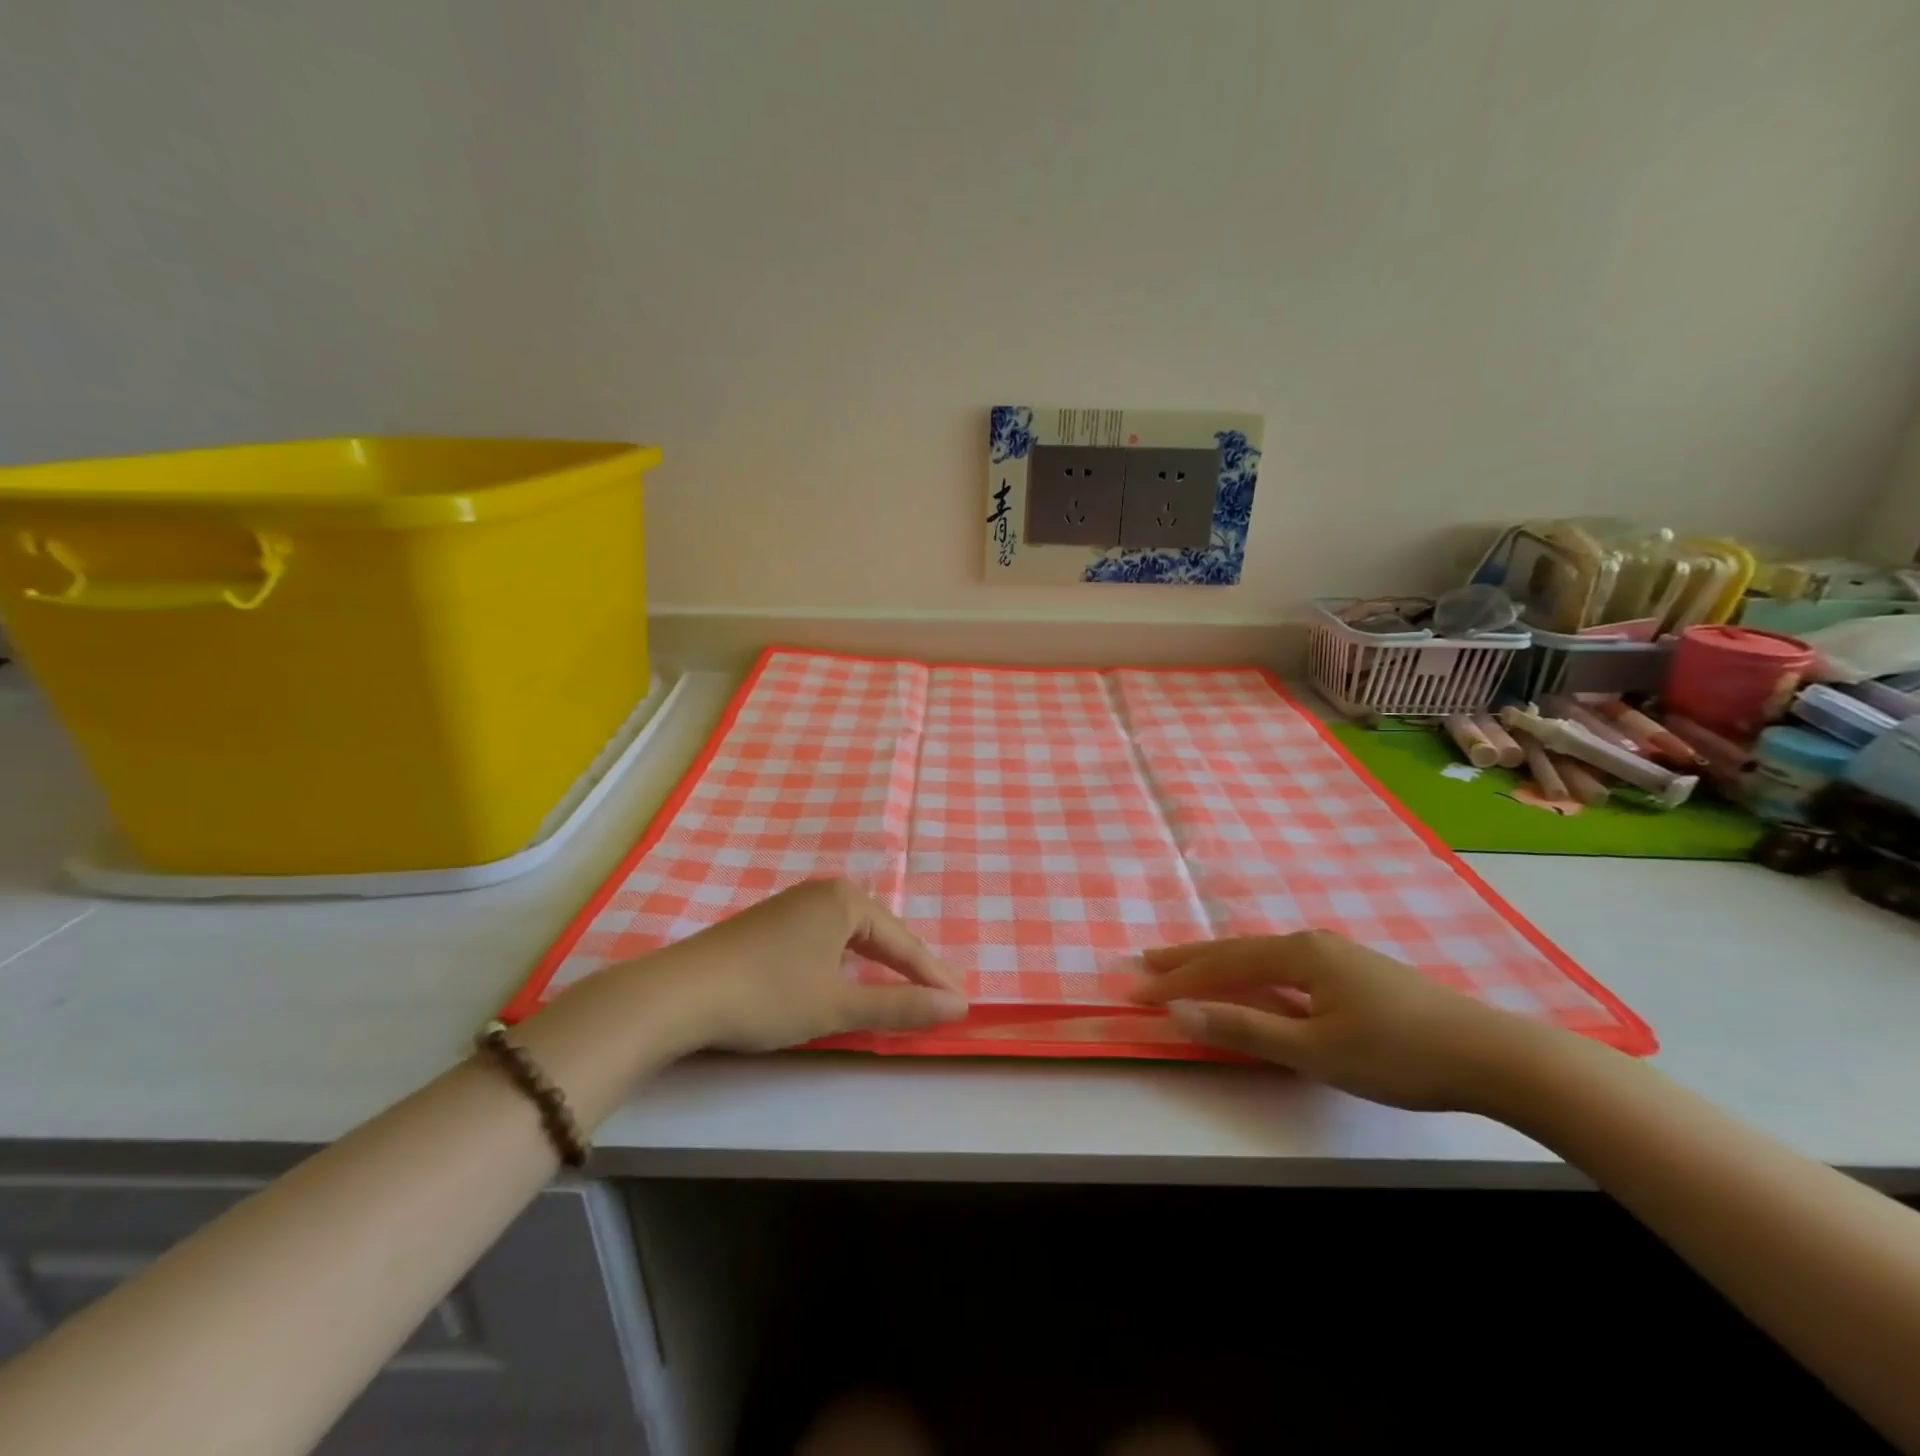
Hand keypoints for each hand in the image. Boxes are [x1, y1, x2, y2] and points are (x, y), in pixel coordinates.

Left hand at [663, 879, 968, 1052]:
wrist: (679, 994)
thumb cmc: (767, 995)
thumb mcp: (838, 1005)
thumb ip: (899, 1005)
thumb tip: (957, 1007)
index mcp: (845, 900)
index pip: (903, 942)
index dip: (932, 977)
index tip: (961, 1004)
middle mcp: (822, 892)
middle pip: (880, 933)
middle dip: (909, 967)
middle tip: (938, 998)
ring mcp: (793, 905)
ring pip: (852, 936)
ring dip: (878, 964)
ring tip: (903, 989)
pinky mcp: (771, 924)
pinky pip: (827, 939)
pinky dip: (847, 961)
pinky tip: (847, 977)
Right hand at [1131, 929, 1565, 1111]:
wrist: (1494, 1056)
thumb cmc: (1398, 1054)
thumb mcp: (1314, 1050)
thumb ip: (1244, 1028)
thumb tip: (1179, 1013)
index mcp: (1298, 955)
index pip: (1221, 965)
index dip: (1177, 980)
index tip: (1135, 990)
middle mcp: (1311, 943)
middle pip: (1236, 950)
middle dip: (1189, 959)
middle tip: (1146, 961)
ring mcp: (1336, 955)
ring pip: (1261, 957)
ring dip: (1220, 964)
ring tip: (1187, 969)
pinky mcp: (1355, 972)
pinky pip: (1284, 967)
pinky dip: (1252, 973)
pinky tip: (1254, 983)